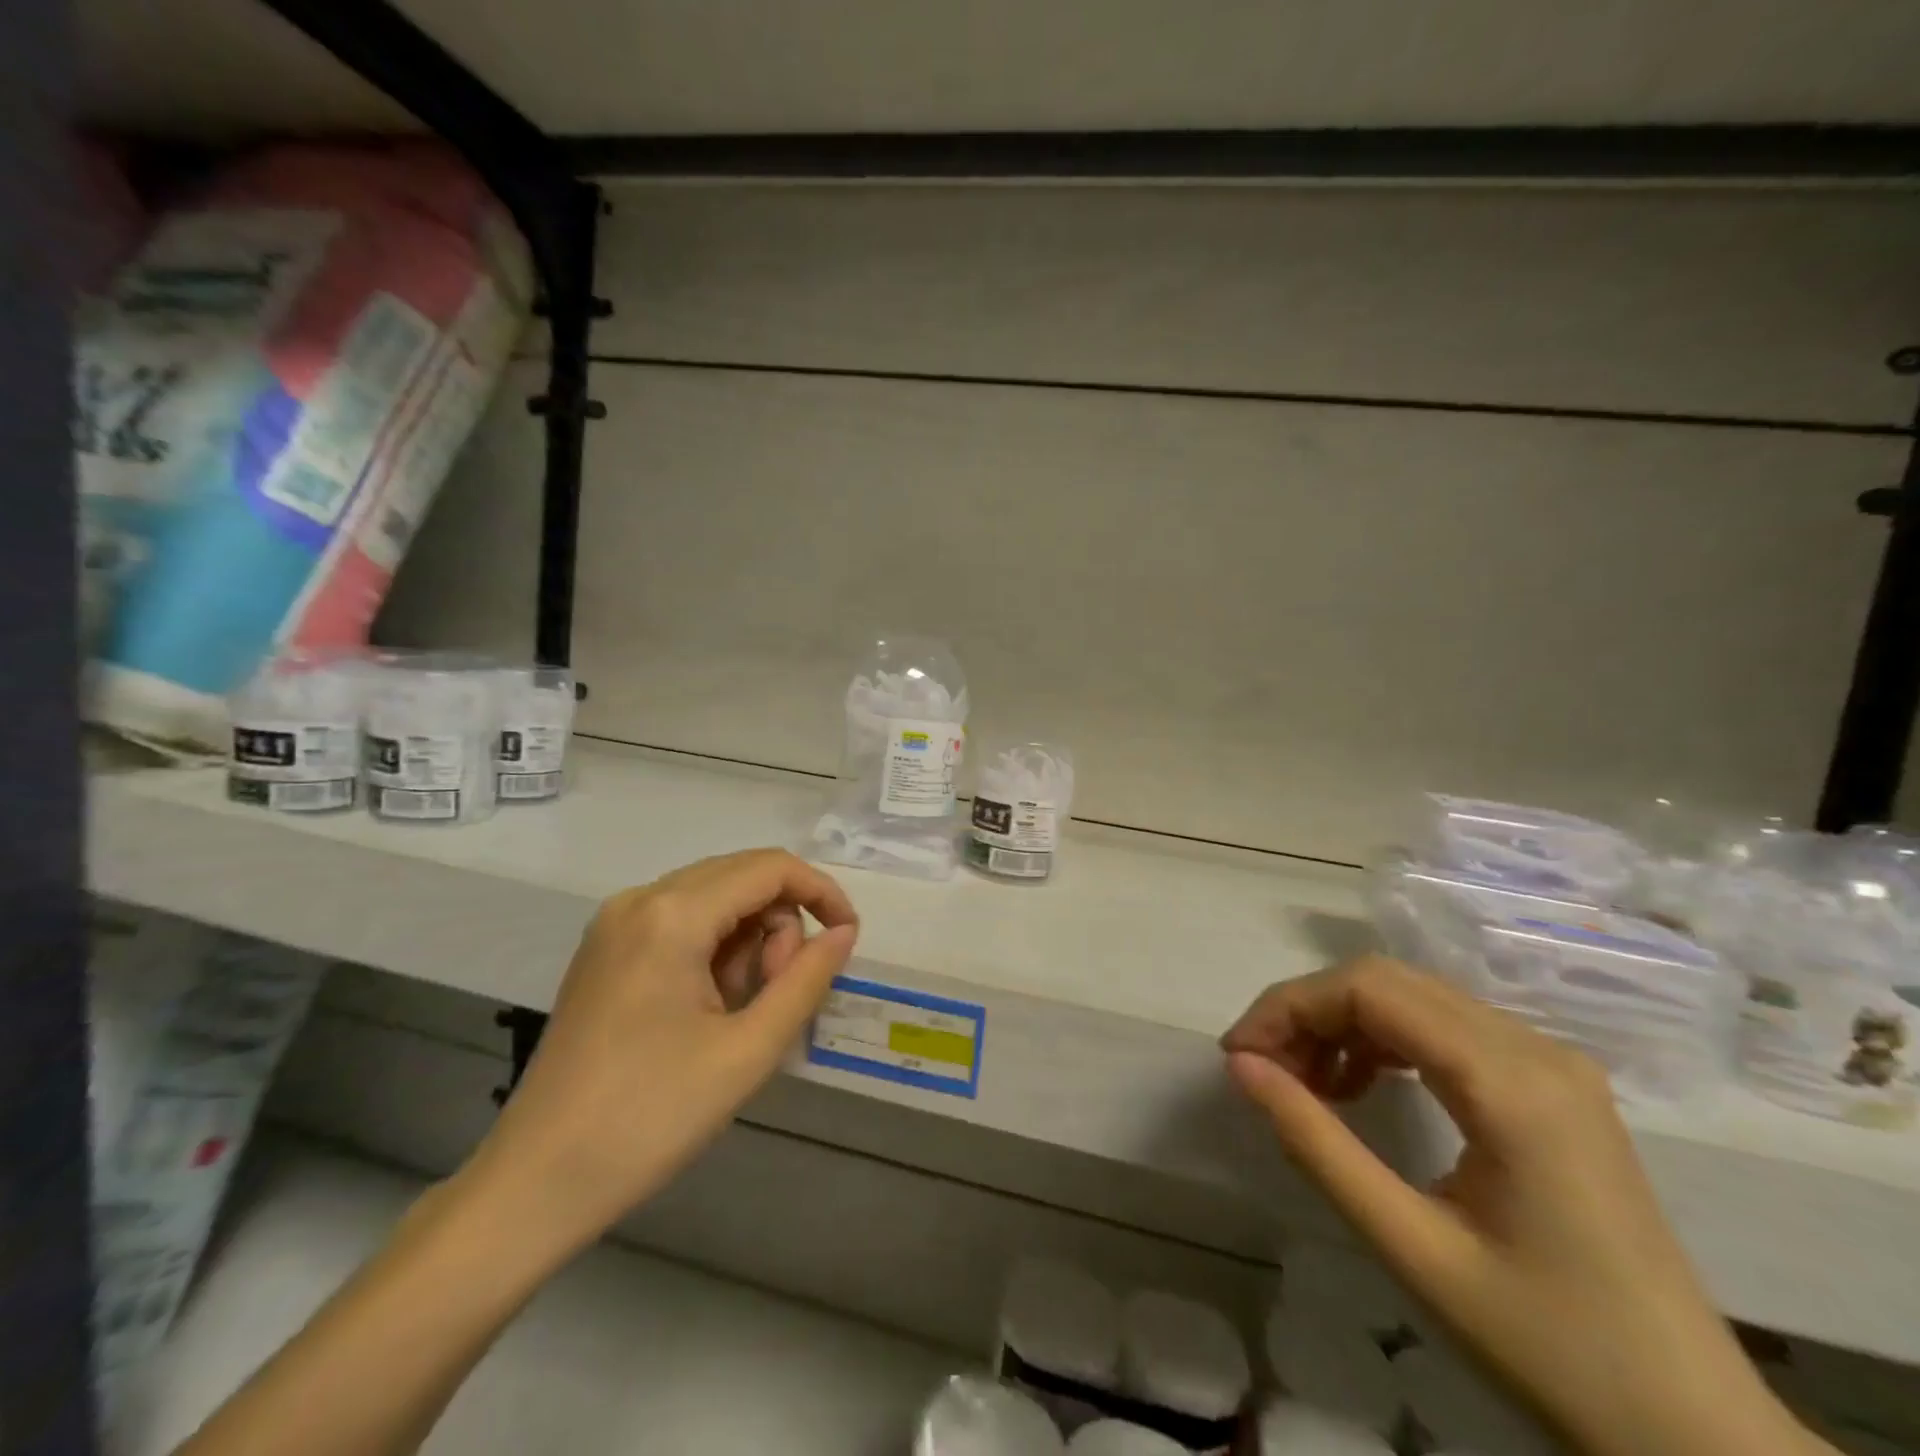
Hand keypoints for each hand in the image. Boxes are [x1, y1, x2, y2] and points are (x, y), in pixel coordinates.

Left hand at [457, 849, 858, 1261]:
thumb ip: (806, 979)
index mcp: (672, 915)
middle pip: (742, 878)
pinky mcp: (605, 950)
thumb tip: (843, 933)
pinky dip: (715, 950)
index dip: (821, 892)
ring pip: (714, 899)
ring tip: (740, 1010)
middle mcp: (639, 899)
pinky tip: (710, 1005)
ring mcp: (615, 923)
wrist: (535, 1184)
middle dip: (780, 925)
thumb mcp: (747, 1050)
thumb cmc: (649, 1118)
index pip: (770, 868)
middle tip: (779, 994)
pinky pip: (682, 922)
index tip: (847, 938)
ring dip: (748, 940)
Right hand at [1223, 956, 1820, 1455]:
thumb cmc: (1549, 1347)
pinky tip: (1360, 1086)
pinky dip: (1383, 1041)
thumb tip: (1242, 1067)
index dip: (1289, 1006)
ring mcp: (1551, 1062)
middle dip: (1309, 1011)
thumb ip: (1316, 1145)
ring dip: (1342, 1023)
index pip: (1369, 989)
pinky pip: (1443, 1027)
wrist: (1696, 1434)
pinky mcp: (1551, 1084)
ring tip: (1303, 1082)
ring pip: (1412, 996)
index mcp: (1512, 1083)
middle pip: (1388, 980)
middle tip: (1263, 1068)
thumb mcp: (1411, 1249)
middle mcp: (1535, 1048)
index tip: (1239, 1055)